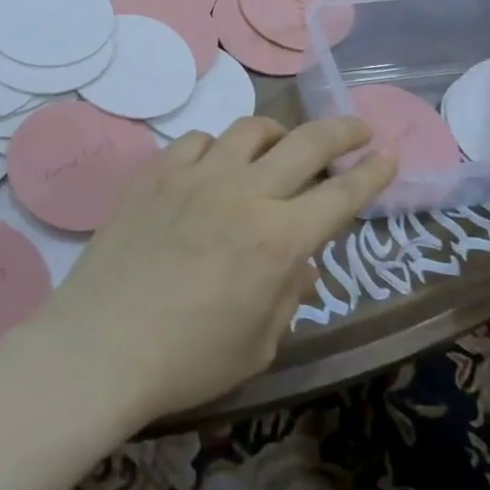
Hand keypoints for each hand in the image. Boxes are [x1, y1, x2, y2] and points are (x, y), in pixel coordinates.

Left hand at [29, 118, 395, 423]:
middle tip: (356, 129)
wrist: (101, 346)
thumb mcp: (258, 343)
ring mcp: (195, 177)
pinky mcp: (155, 174)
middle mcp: (243, 194)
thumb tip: (300, 263)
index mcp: (278, 240)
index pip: (341, 195)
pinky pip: (197, 141)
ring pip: (248, 130)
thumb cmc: (187, 360)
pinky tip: (215, 166)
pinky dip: (218, 147)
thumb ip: (288, 295)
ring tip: (281, 145)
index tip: (388, 155)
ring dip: (276, 133)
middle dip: (341, 132)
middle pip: (305, 143)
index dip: (372, 175)